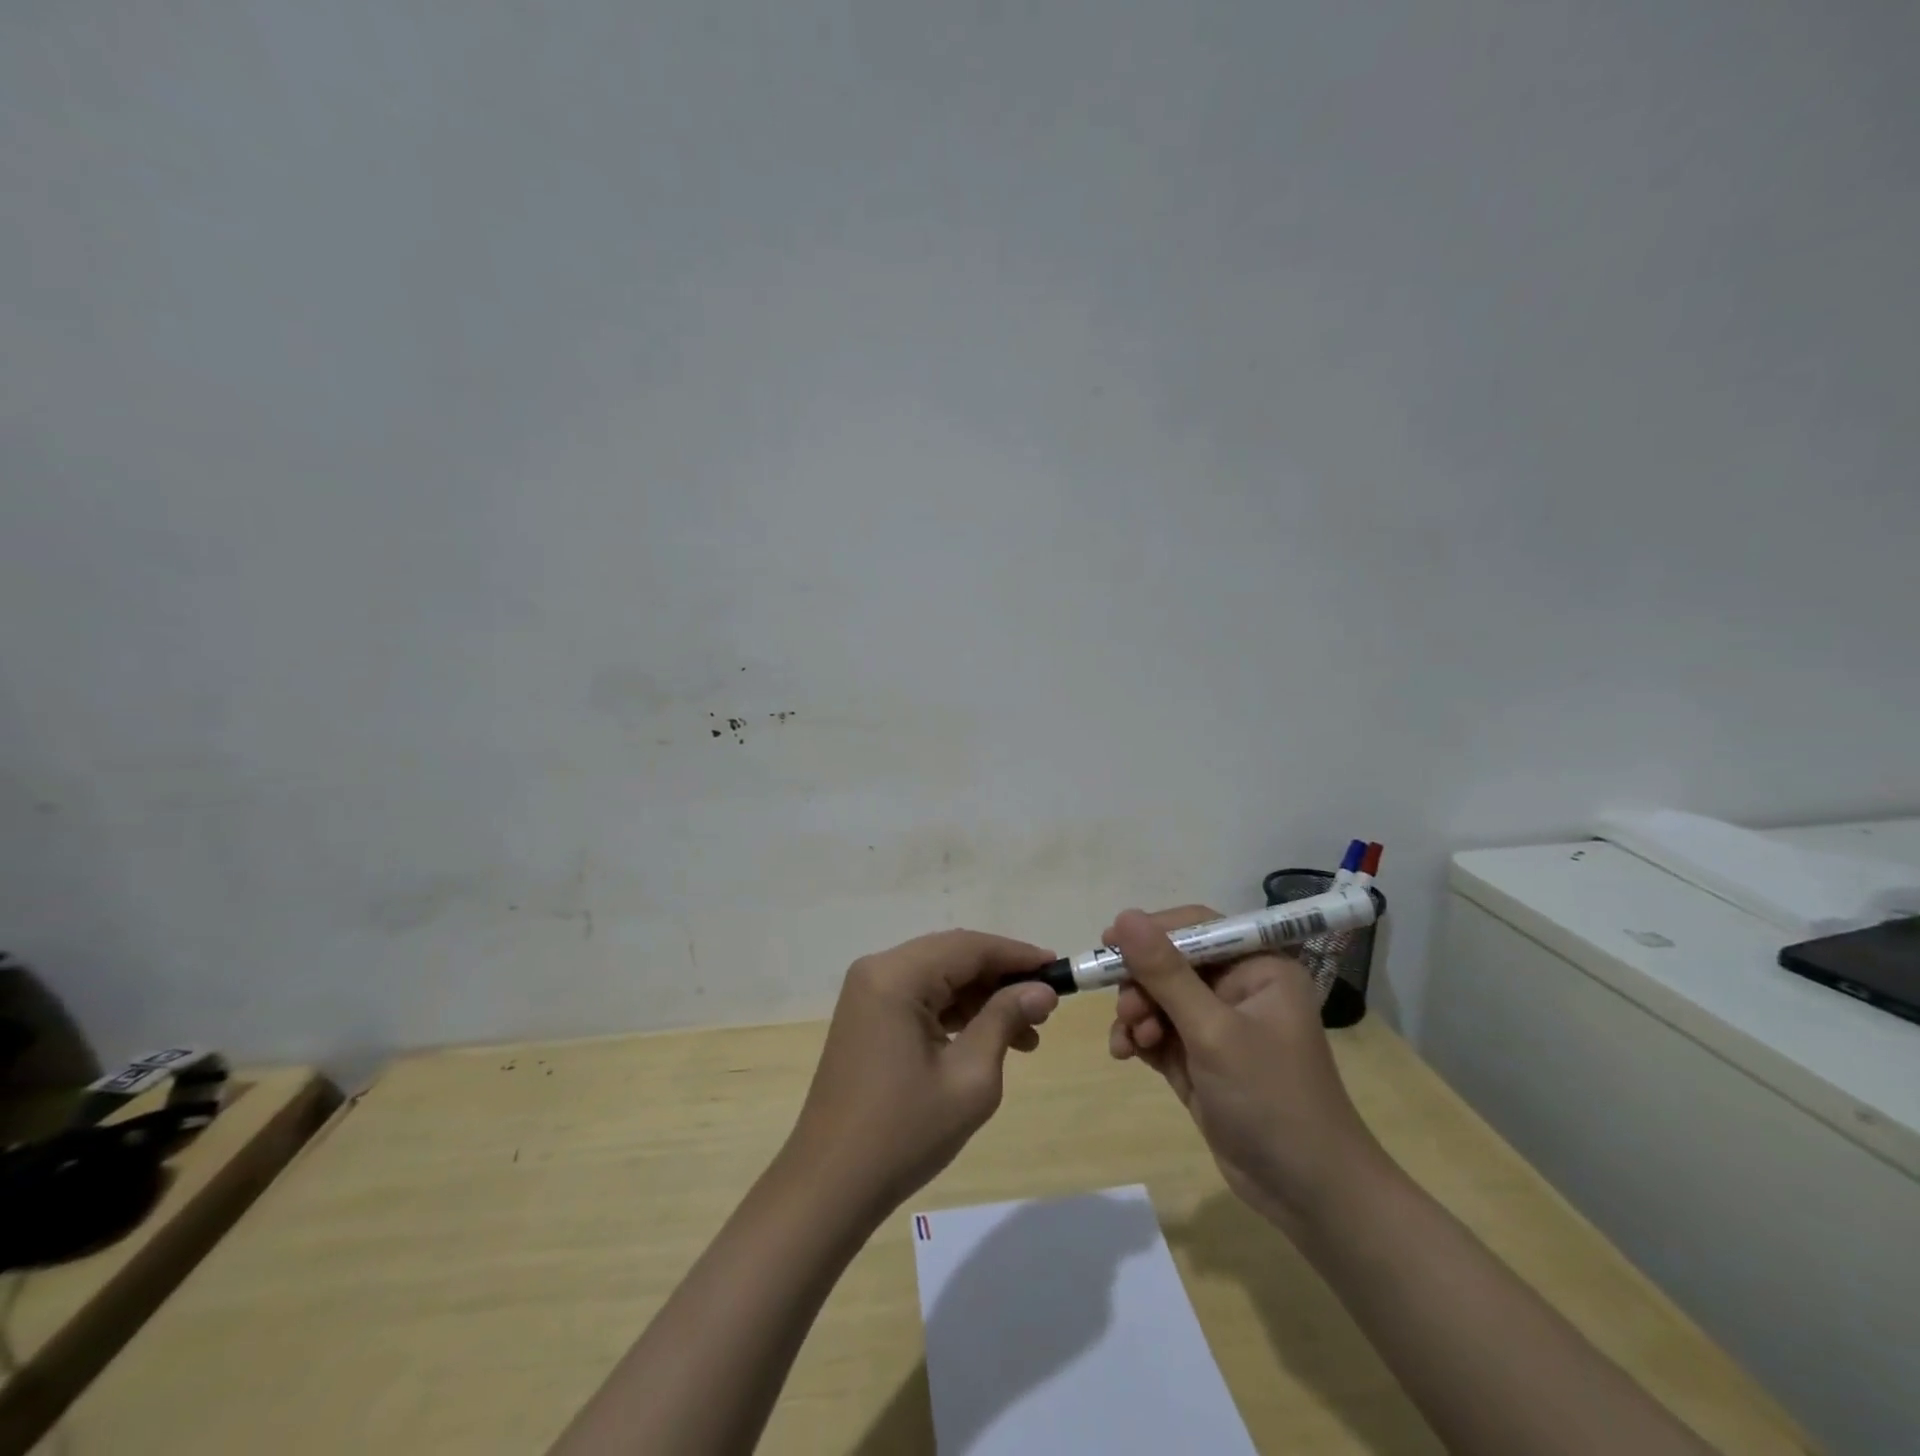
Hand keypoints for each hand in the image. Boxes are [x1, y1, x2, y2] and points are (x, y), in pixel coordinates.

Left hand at [783, 930, 1060, 1220]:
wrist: (831, 1185)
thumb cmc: (904, 1133)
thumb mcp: (969, 1077)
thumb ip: (1005, 1020)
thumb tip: (1042, 991)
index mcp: (896, 976)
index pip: (968, 947)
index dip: (1018, 955)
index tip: (1059, 971)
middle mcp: (878, 970)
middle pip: (952, 956)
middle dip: (1001, 978)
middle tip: (1045, 1007)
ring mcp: (868, 993)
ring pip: (938, 976)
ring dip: (982, 998)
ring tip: (1027, 1036)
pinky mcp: (867, 1016)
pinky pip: (920, 997)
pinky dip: (956, 1012)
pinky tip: (988, 1039)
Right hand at [1105, 906, 1381, 1229]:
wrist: (1308, 1194)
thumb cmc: (1271, 1098)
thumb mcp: (1213, 1031)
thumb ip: (1166, 973)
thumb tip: (1125, 916)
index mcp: (1259, 968)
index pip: (1197, 927)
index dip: (1152, 931)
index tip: (1109, 943)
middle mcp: (1239, 988)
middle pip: (1171, 963)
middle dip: (1142, 985)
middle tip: (1127, 1012)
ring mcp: (1219, 1025)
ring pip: (1159, 998)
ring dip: (1136, 1014)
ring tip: (1130, 1041)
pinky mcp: (1201, 1058)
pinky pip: (1159, 1031)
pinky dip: (1139, 1038)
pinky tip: (1126, 1054)